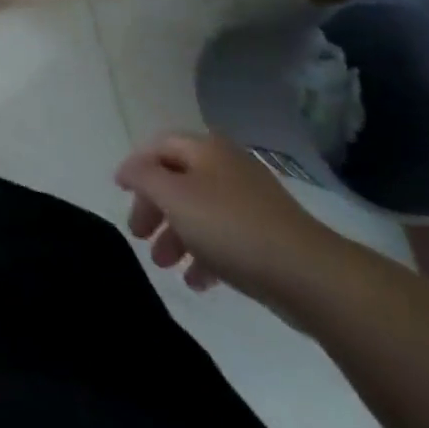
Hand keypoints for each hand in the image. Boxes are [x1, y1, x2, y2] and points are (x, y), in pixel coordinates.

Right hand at [114, 132, 343, 307]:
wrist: (309, 275)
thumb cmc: (231, 227)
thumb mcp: (174, 197)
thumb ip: (144, 177)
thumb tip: (129, 169)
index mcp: (206, 149)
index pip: (159, 146)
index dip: (136, 166)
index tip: (119, 192)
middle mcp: (227, 166)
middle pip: (178, 179)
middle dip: (155, 208)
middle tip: (139, 235)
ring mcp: (251, 201)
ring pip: (200, 211)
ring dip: (177, 235)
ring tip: (164, 265)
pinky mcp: (269, 235)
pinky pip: (225, 237)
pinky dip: (206, 254)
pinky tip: (198, 282)